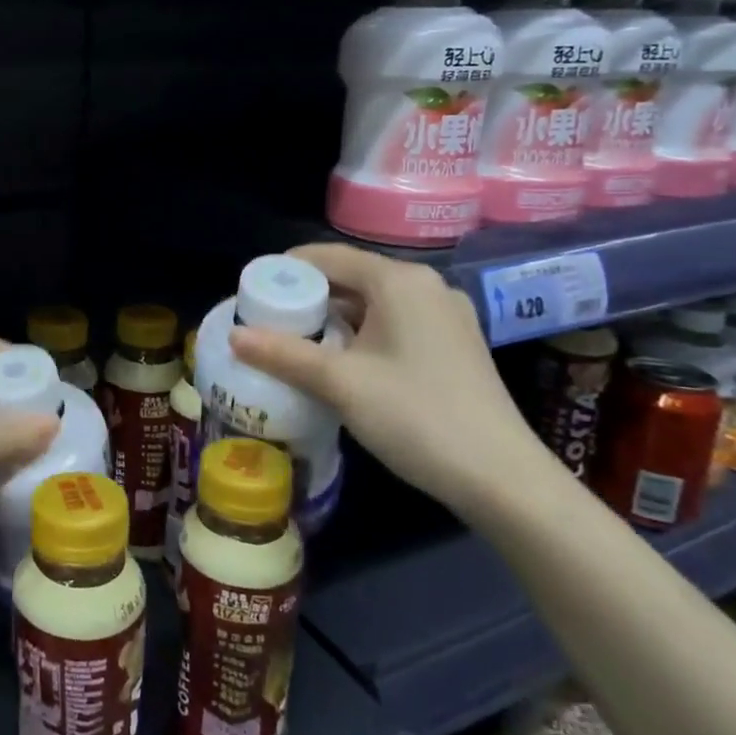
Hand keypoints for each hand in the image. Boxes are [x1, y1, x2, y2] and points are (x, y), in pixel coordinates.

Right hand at [227, 243, 554, 519]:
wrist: (502, 479)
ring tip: (295, 344)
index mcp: (400, 281)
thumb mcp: (340, 383)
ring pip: (373, 303)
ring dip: (333, 318)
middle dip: (306, 297)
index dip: (284, 270)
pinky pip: (394, 323)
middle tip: (267, 322)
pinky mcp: (454, 345)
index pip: (328, 256)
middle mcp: (426, 287)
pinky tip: (341, 363)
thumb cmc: (416, 416)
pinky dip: (361, 333)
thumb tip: (233, 336)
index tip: (251, 294)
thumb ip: (283, 354)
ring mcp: (445, 316)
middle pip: (351, 277)